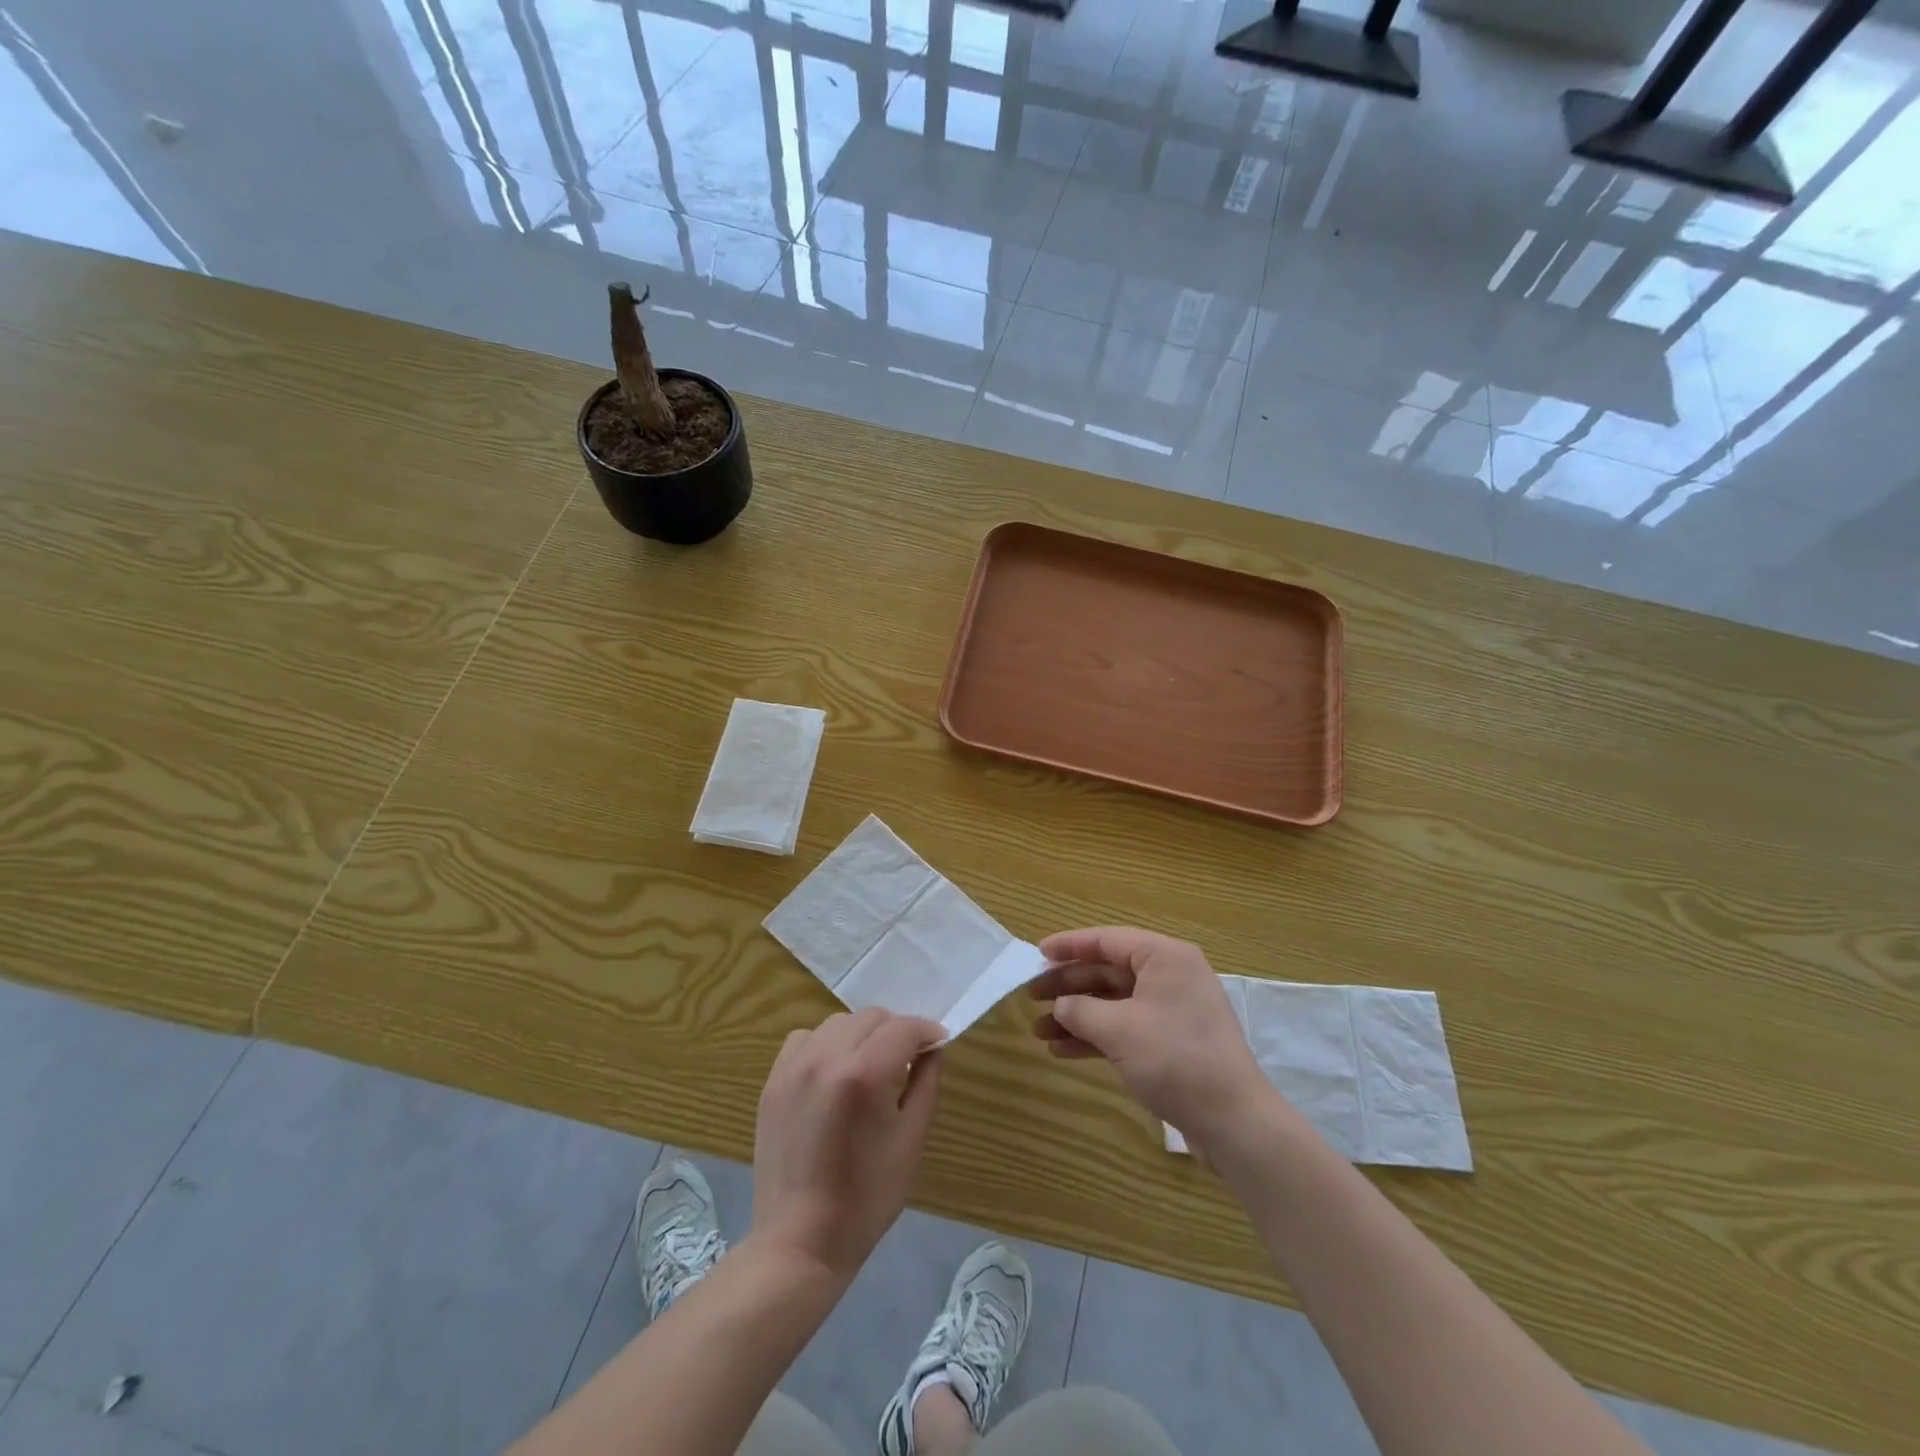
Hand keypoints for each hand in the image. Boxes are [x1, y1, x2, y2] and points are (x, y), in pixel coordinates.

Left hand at [751, 1008, 944, 1284]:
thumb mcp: (912, 1140)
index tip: (938, 1045)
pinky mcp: (773, 1080)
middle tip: (906, 1061)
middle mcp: (827, 1058)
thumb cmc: (867, 1197)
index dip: (927, 1032)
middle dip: (896, 1032)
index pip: (904, 1027)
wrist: (800, 1240)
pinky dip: (825, 1045)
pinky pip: (805, 1039)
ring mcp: (794, 1067)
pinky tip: (833, 1074)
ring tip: (868, 1067)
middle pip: (872, 1017)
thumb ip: (926, 1082)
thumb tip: (932, 1048)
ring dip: (861, 1035)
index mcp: (865, 1074)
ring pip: (839, 1023)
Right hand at [1029, 926, 1272, 1142]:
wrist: (1233, 1122)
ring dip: (1077, 1015)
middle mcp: (1170, 976)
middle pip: (1108, 970)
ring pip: (1114, 1001)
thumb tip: (1061, 1006)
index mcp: (1165, 958)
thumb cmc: (1175, 1060)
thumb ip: (1081, 1010)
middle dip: (1069, 985)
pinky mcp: (1171, 1041)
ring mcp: (1171, 1010)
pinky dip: (1095, 1036)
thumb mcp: (1119, 1030)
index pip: (1108, 940)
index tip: (1037, 952)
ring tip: (1039, 1029)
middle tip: (1031, 996)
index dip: (1070, 945)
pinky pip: (1125, 1027)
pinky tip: (1063, 1050)